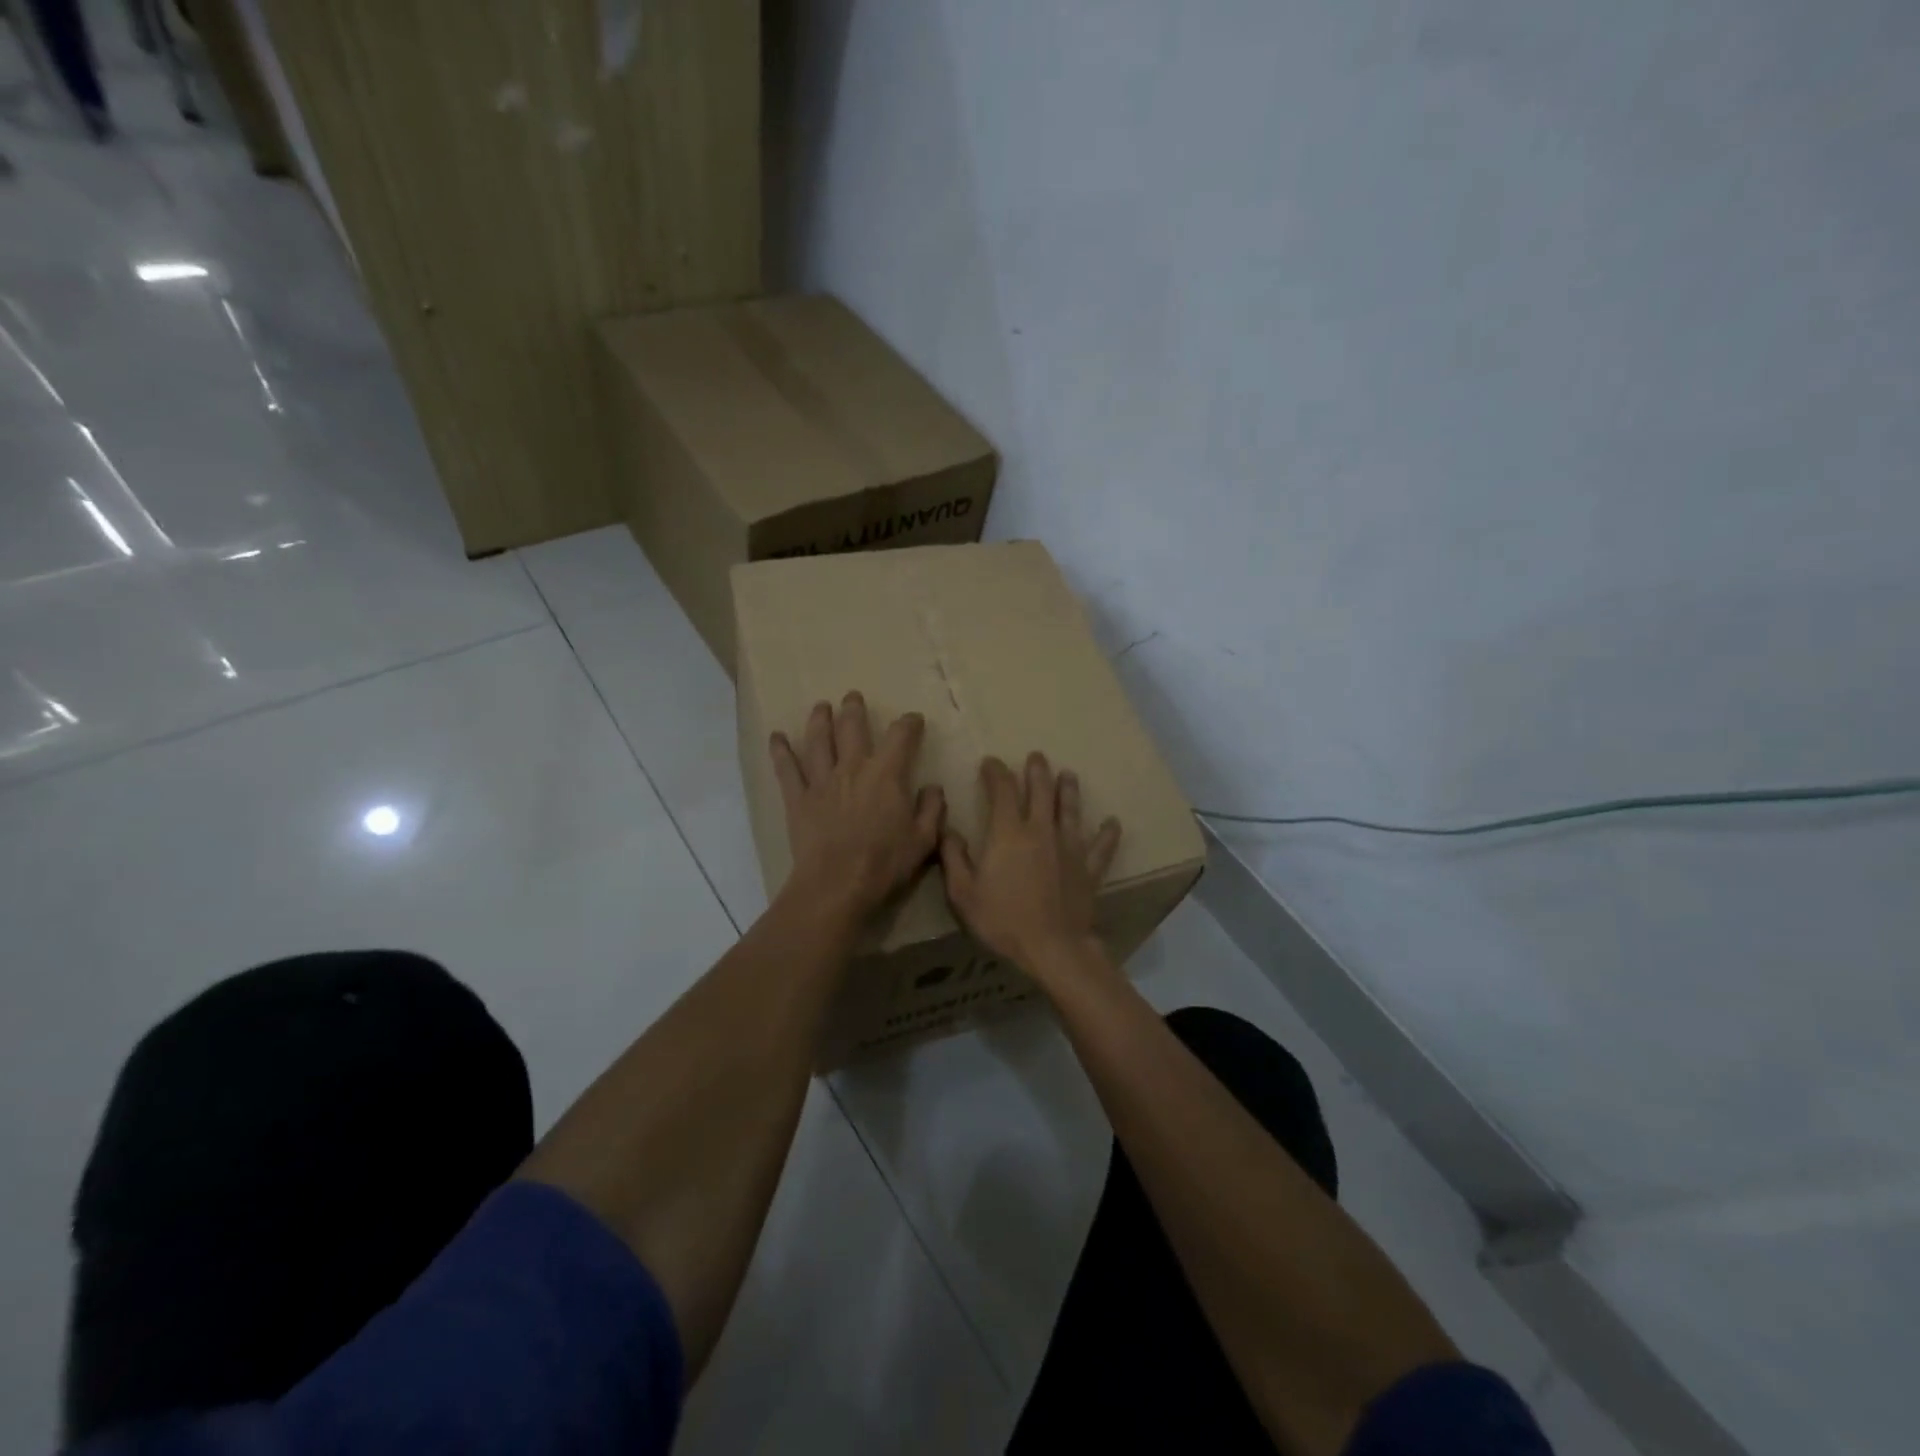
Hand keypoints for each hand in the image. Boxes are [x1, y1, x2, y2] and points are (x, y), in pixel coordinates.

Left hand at [771, 693, 945, 919]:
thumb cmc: (884, 864)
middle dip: (854, 709)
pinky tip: (776, 737)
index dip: (908, 723)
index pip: (900, 736)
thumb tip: (933, 787)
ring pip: (818, 740)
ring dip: (819, 720)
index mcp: (886, 774)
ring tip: (820, 707)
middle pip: (852, 728)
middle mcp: (852, 768)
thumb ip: (932, 809)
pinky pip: (786, 769)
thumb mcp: (923, 840)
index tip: (913, 719)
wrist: (836, 886)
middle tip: (853, 697)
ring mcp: (821, 781)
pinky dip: (780, 751)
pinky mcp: (797, 798)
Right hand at [941, 753, 1121, 975]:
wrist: (1052, 947)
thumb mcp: (963, 893)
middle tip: (1036, 757)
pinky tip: (1112, 823)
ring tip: (1068, 774)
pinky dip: (1107, 834)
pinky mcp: (1089, 868)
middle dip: (1037, 770)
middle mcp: (1041, 830)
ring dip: (1068, 790)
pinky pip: (1101, 847)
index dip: (995, 772)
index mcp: (1008, 833)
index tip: (990, 763)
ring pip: (1071, 810)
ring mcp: (1070, 848)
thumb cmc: (1003, 920)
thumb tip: (946, 828)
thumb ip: (953, 857)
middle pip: (1041, 790)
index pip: (1002, 790)